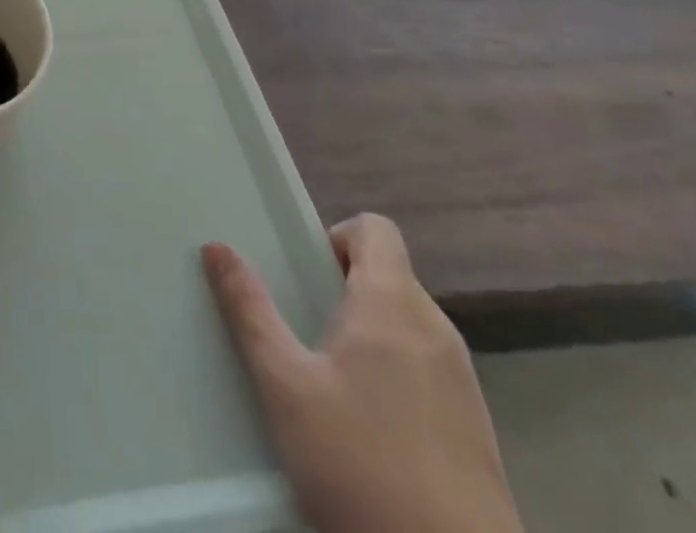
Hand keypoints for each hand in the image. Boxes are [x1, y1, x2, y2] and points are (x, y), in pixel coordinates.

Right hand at [202, 216, 521, 532]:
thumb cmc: (362, 467)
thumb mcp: (285, 386)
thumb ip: (250, 310)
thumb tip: (217, 246)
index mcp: (393, 303)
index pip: (375, 228)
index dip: (336, 237)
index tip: (304, 276)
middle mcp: (436, 329)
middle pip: (387, 275)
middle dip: (342, 290)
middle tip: (302, 329)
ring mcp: (464, 382)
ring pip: (406, 325)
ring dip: (368, 334)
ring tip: (328, 381)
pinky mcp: (478, 430)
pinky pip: (427, 369)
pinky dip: (396, 375)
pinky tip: (368, 430)